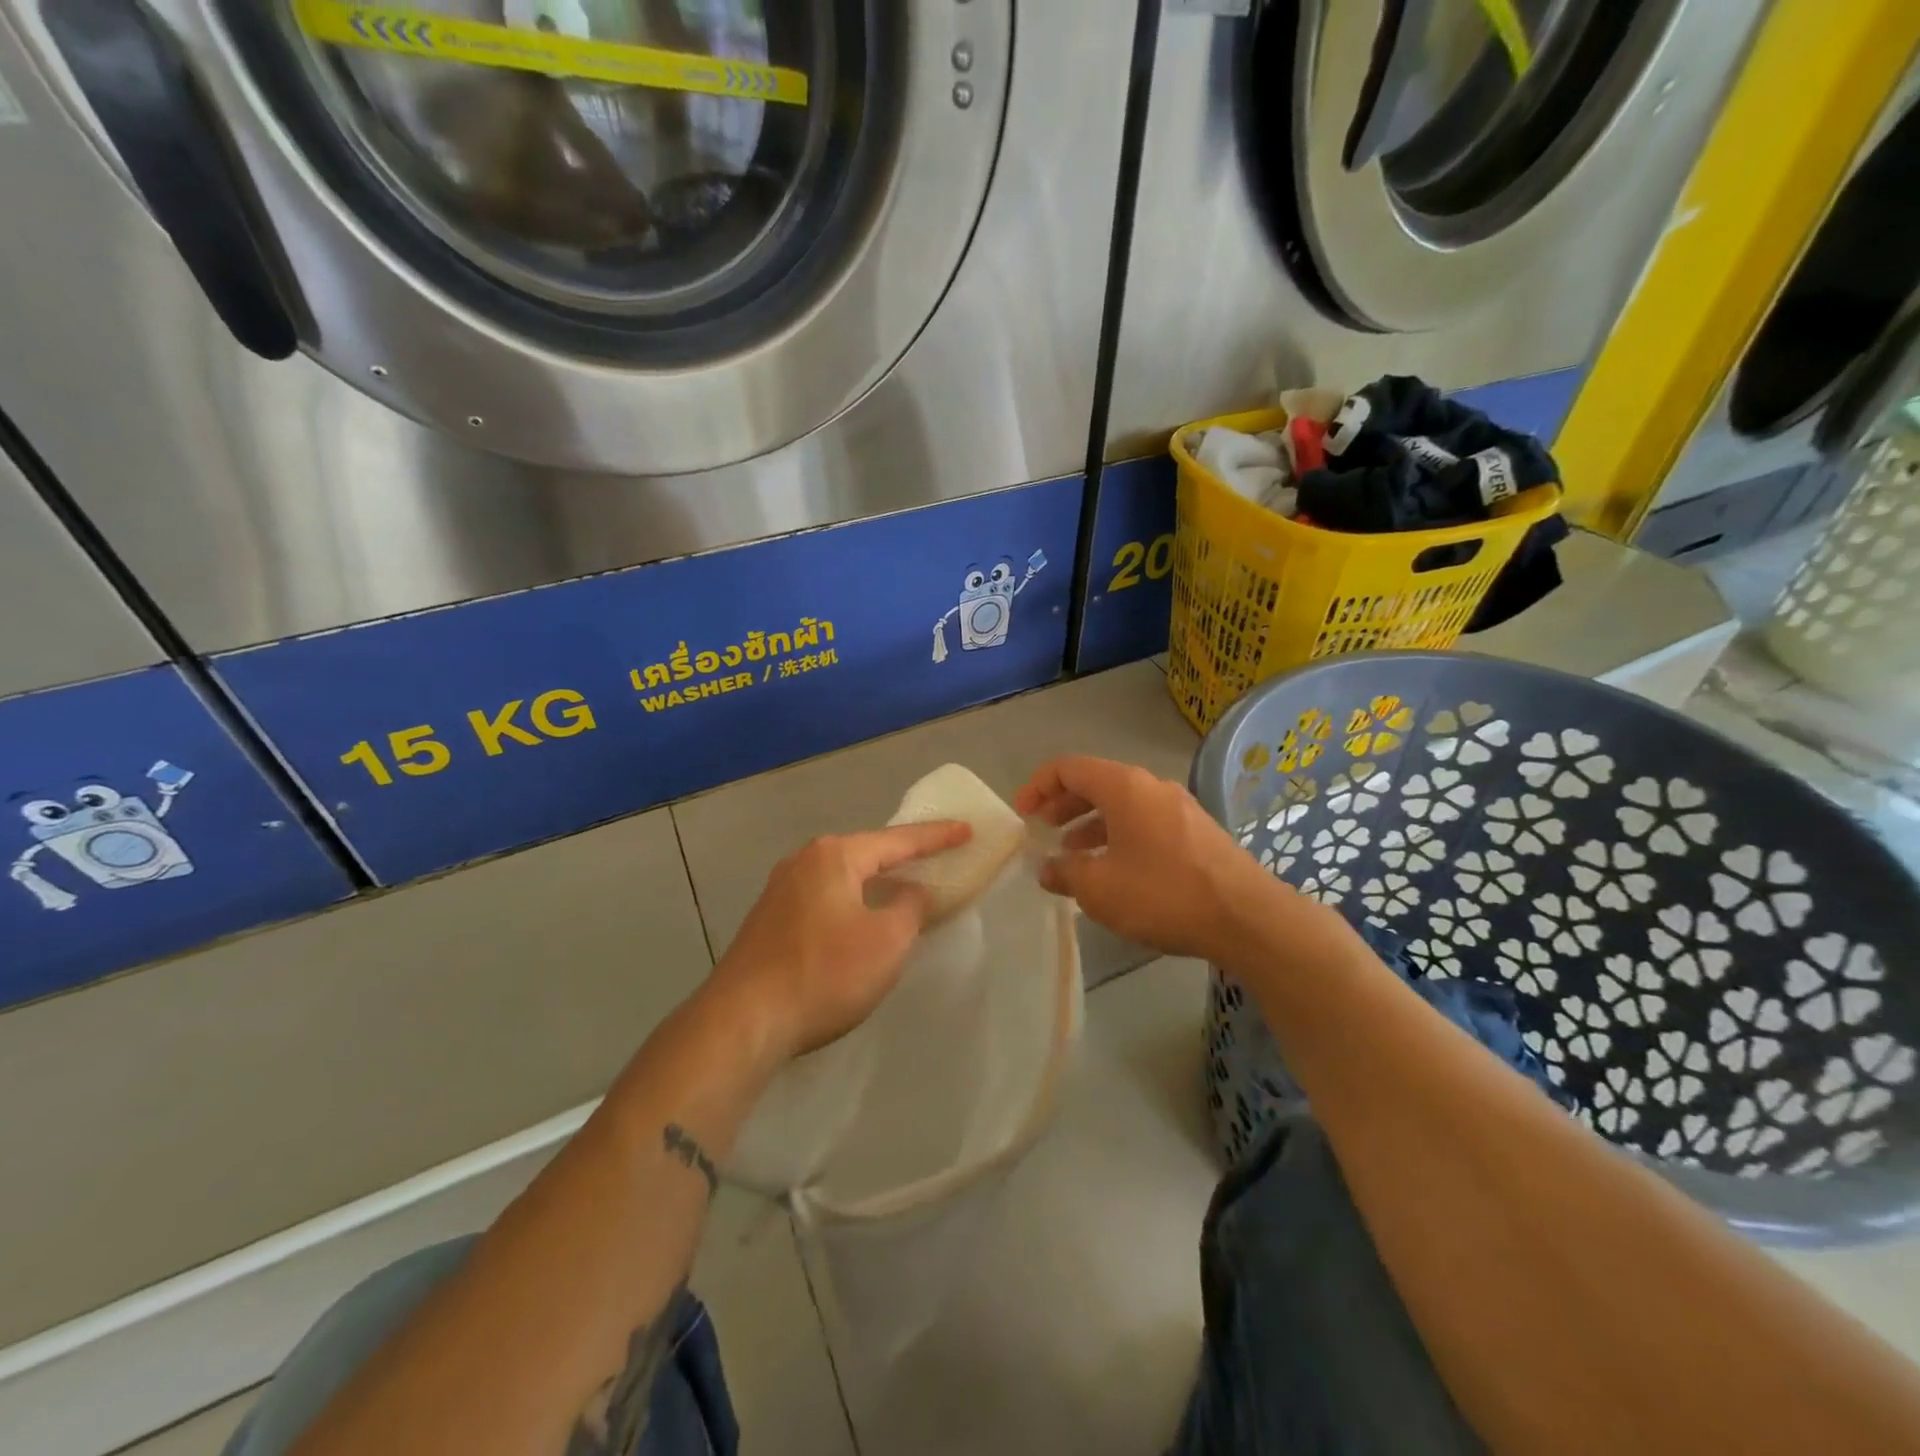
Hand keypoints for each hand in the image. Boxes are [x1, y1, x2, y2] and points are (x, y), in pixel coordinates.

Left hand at [712, 821, 971, 1060]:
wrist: (743, 1021)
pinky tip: (860, 918)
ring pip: (842, 876)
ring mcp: (780, 889)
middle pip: (866, 852)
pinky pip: (824, 898)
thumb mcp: (887, 941)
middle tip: (936, 855)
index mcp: (834, 856)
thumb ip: (911, 907)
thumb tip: (912, 891)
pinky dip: (851, 901)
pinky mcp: (769, 919)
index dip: (937, 837)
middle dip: (901, 856)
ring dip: (874, 881)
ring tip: (902, 884)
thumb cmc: (825, 973)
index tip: (967, 830)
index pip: (898, 840)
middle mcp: (804, 861)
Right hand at [1014, 755, 1285, 961]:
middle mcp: (1151, 786)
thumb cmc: (1163, 894)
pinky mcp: (1196, 831)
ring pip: (1122, 804)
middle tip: (1042, 830)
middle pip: (1096, 782)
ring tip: (1072, 854)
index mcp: (1124, 786)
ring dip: (1090, 823)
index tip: (1022, 815)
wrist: (1246, 917)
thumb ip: (1066, 873)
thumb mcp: (1100, 888)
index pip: (1068, 767)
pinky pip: (1144, 821)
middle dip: (1062, 804)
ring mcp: (1178, 807)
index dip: (1038, 786)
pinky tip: (1113, 868)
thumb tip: (1048, 868)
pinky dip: (1118, 835)